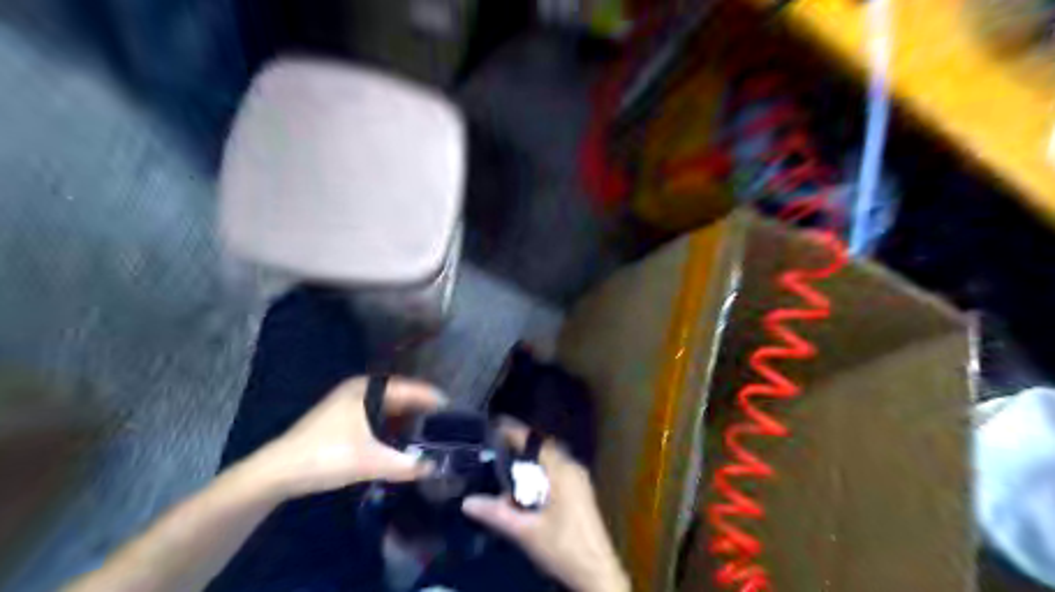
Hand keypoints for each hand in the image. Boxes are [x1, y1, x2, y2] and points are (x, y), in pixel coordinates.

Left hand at [251, 378, 444, 496]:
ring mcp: (348, 401)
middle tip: (442, 422)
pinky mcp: (341, 416)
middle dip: (421, 407)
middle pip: (400, 394)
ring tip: (425, 430)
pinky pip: (376, 413)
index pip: (410, 388)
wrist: (277, 472)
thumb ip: (405, 465)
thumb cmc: (326, 456)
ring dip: (405, 416)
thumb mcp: (369, 461)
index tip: (452, 409)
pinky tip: (398, 437)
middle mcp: (360, 388)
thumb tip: (434, 468)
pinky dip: (390, 422)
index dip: (432, 398)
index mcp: (368, 389)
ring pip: (387, 404)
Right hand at [460, 420, 624, 590]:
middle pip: (544, 448)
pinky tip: (526, 486)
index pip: (536, 441)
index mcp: (562, 472)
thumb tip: (467, 502)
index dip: (516, 432)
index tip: (495, 424)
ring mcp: (580, 480)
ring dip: (531, 459)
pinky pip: (557, 470)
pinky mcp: (581, 493)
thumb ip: (497, 514)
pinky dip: (539, 471)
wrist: (597, 573)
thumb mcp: (526, 532)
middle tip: (496, 445)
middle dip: (521, 445)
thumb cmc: (563, 547)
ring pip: (551, 460)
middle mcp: (573, 469)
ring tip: (506, 462)